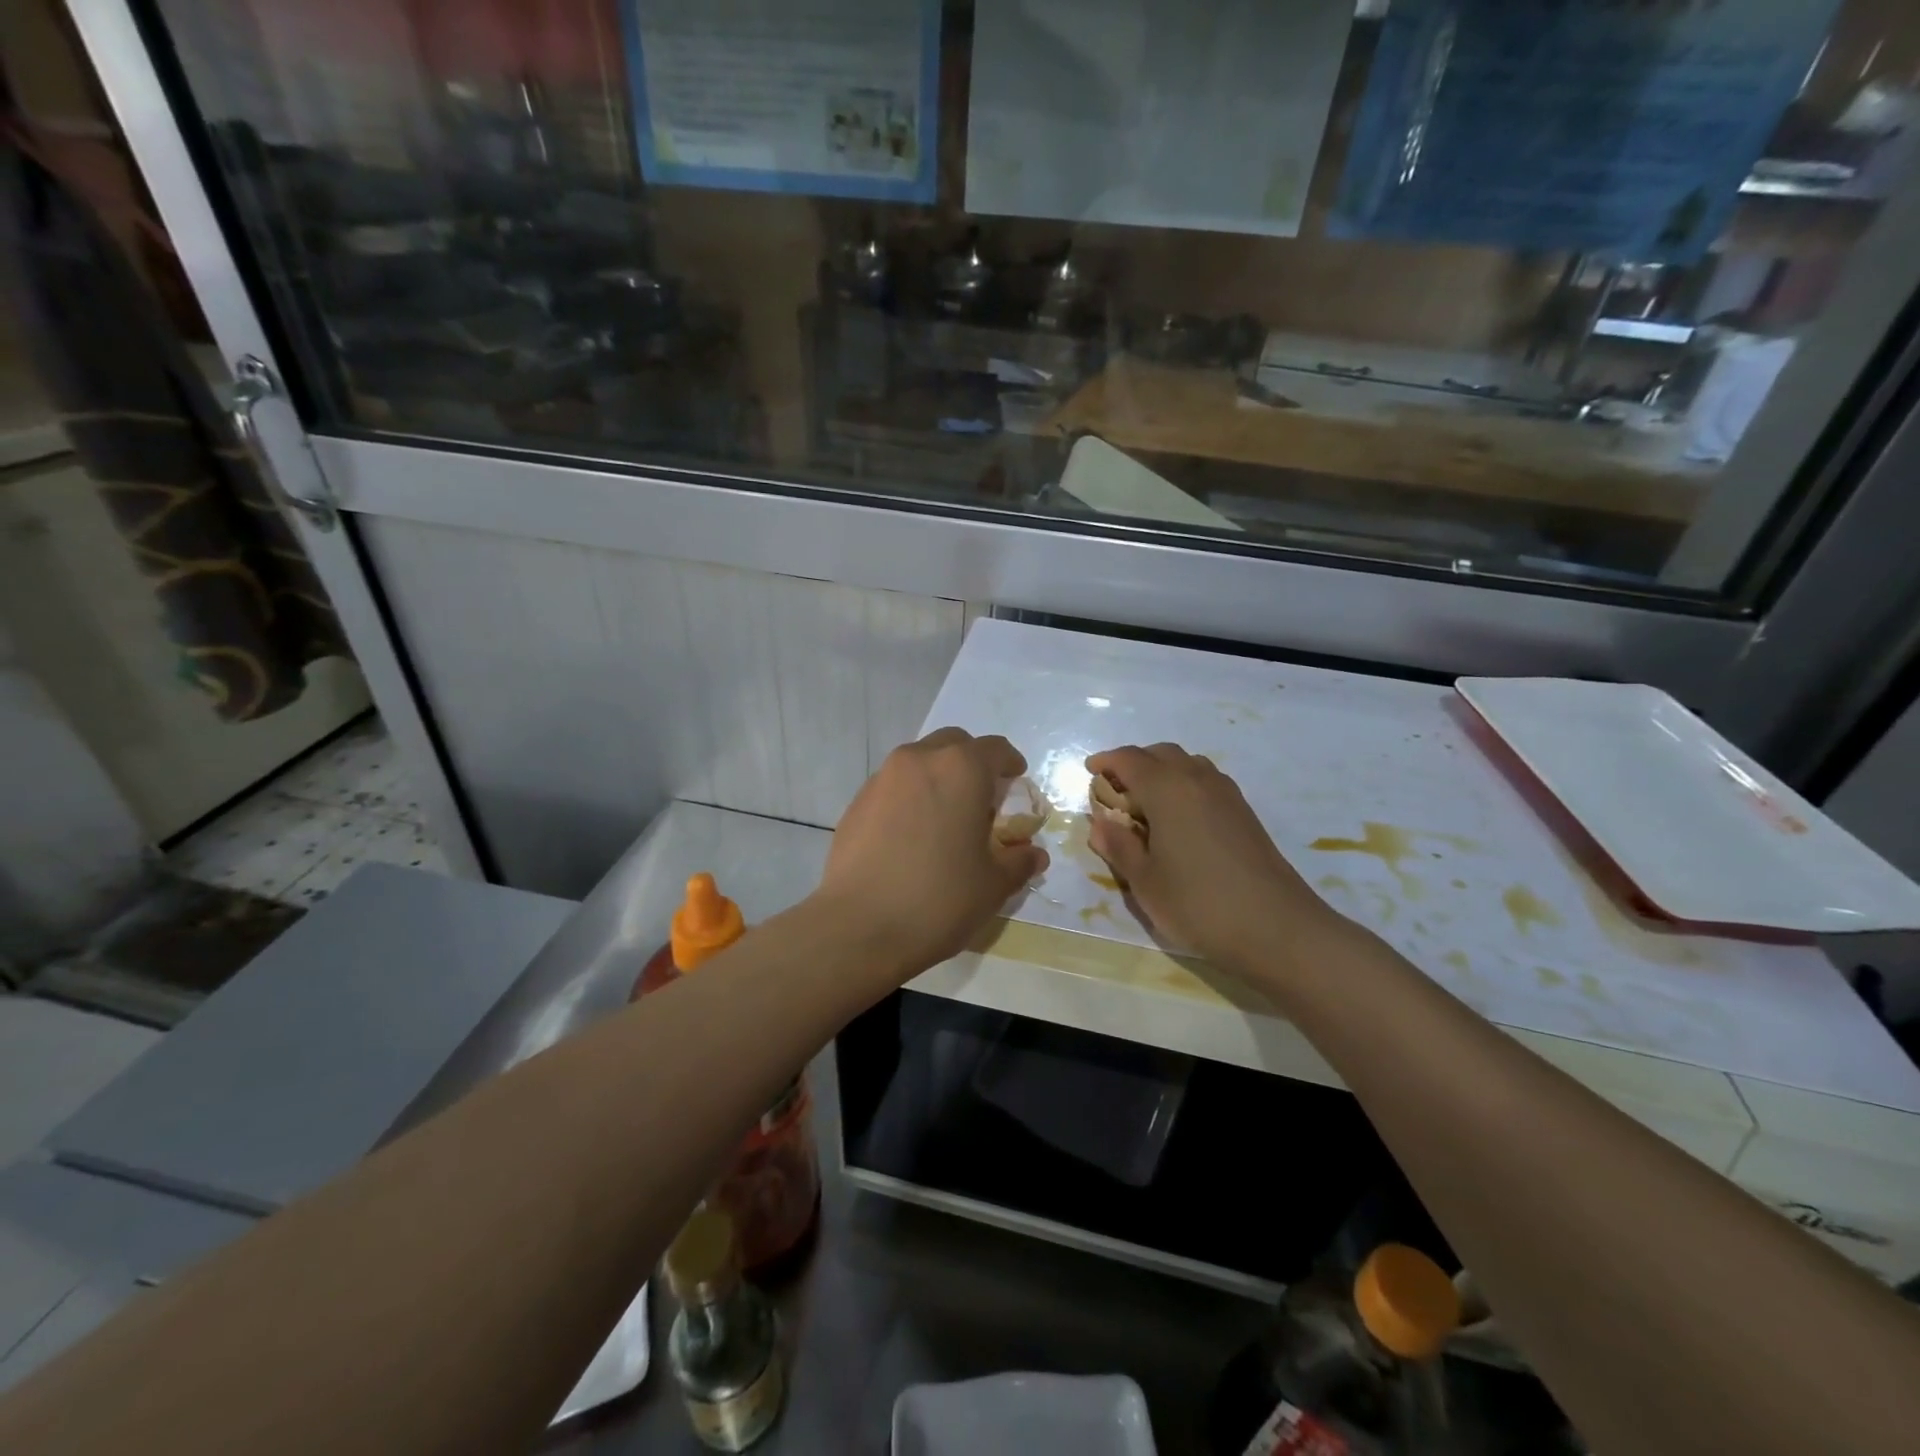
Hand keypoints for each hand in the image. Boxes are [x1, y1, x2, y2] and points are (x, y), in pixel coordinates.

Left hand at [816, 728, 1048, 976]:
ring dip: (938, 778)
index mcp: (960, 769)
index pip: (995, 749)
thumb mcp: (993, 884)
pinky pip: (893, 787)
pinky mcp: (857, 803)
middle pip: (954, 745)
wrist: (859, 926)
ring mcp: (882, 779)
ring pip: (919, 762)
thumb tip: (1034, 854)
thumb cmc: (939, 899)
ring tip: (945, 819)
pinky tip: (912, 837)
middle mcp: (919, 760)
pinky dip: (909, 798)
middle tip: (981, 799)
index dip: (1011, 764)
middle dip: (971, 763)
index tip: (1016, 781)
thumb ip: (1019, 861)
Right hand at [1086, 744, 1345, 975]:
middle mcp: (1197, 779)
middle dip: (1133, 763)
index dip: (1106, 761)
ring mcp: (1226, 794)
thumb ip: (1118, 846)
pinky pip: (1205, 781)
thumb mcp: (1144, 881)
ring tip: (1145, 805)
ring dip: (1161, 772)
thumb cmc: (1198, 903)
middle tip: (1114, 790)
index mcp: (1167, 789)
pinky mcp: (1244, 812)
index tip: (1089, 771)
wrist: (1276, 928)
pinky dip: (1183, 786)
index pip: (1129, 759)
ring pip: (1186, 764)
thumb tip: (1101, 823)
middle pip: (1160, 754)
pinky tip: (1178, 821)